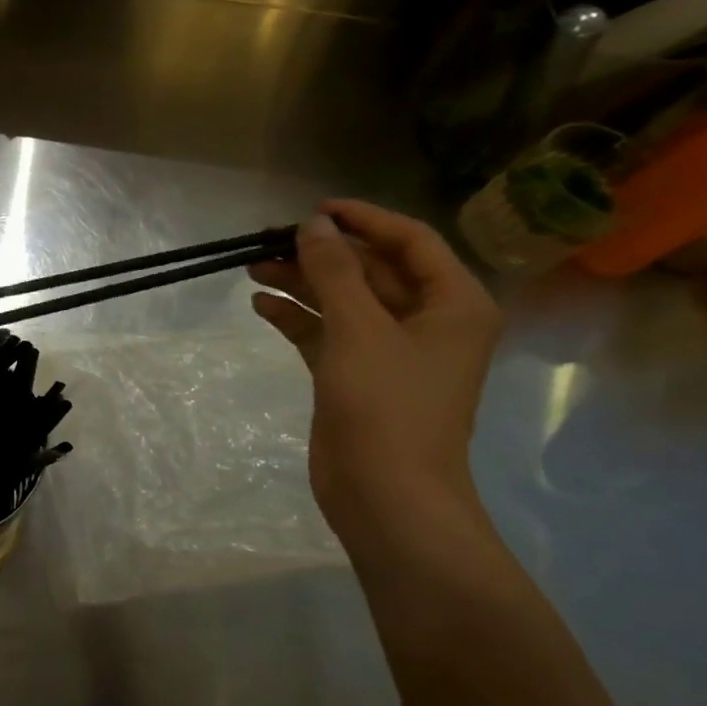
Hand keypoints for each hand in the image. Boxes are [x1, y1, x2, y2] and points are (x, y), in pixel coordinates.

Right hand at [250, 200, 500, 535]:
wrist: (386, 495)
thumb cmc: (386, 405)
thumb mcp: (359, 328)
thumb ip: (335, 271)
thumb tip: (313, 224)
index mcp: (452, 304)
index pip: (410, 241)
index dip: (362, 220)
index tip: (312, 210)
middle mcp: (427, 321)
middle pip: (371, 270)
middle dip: (321, 254)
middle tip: (267, 242)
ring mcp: (389, 351)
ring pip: (343, 301)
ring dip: (302, 283)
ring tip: (254, 268)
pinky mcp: (357, 376)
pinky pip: (326, 333)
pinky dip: (297, 318)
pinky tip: (261, 306)